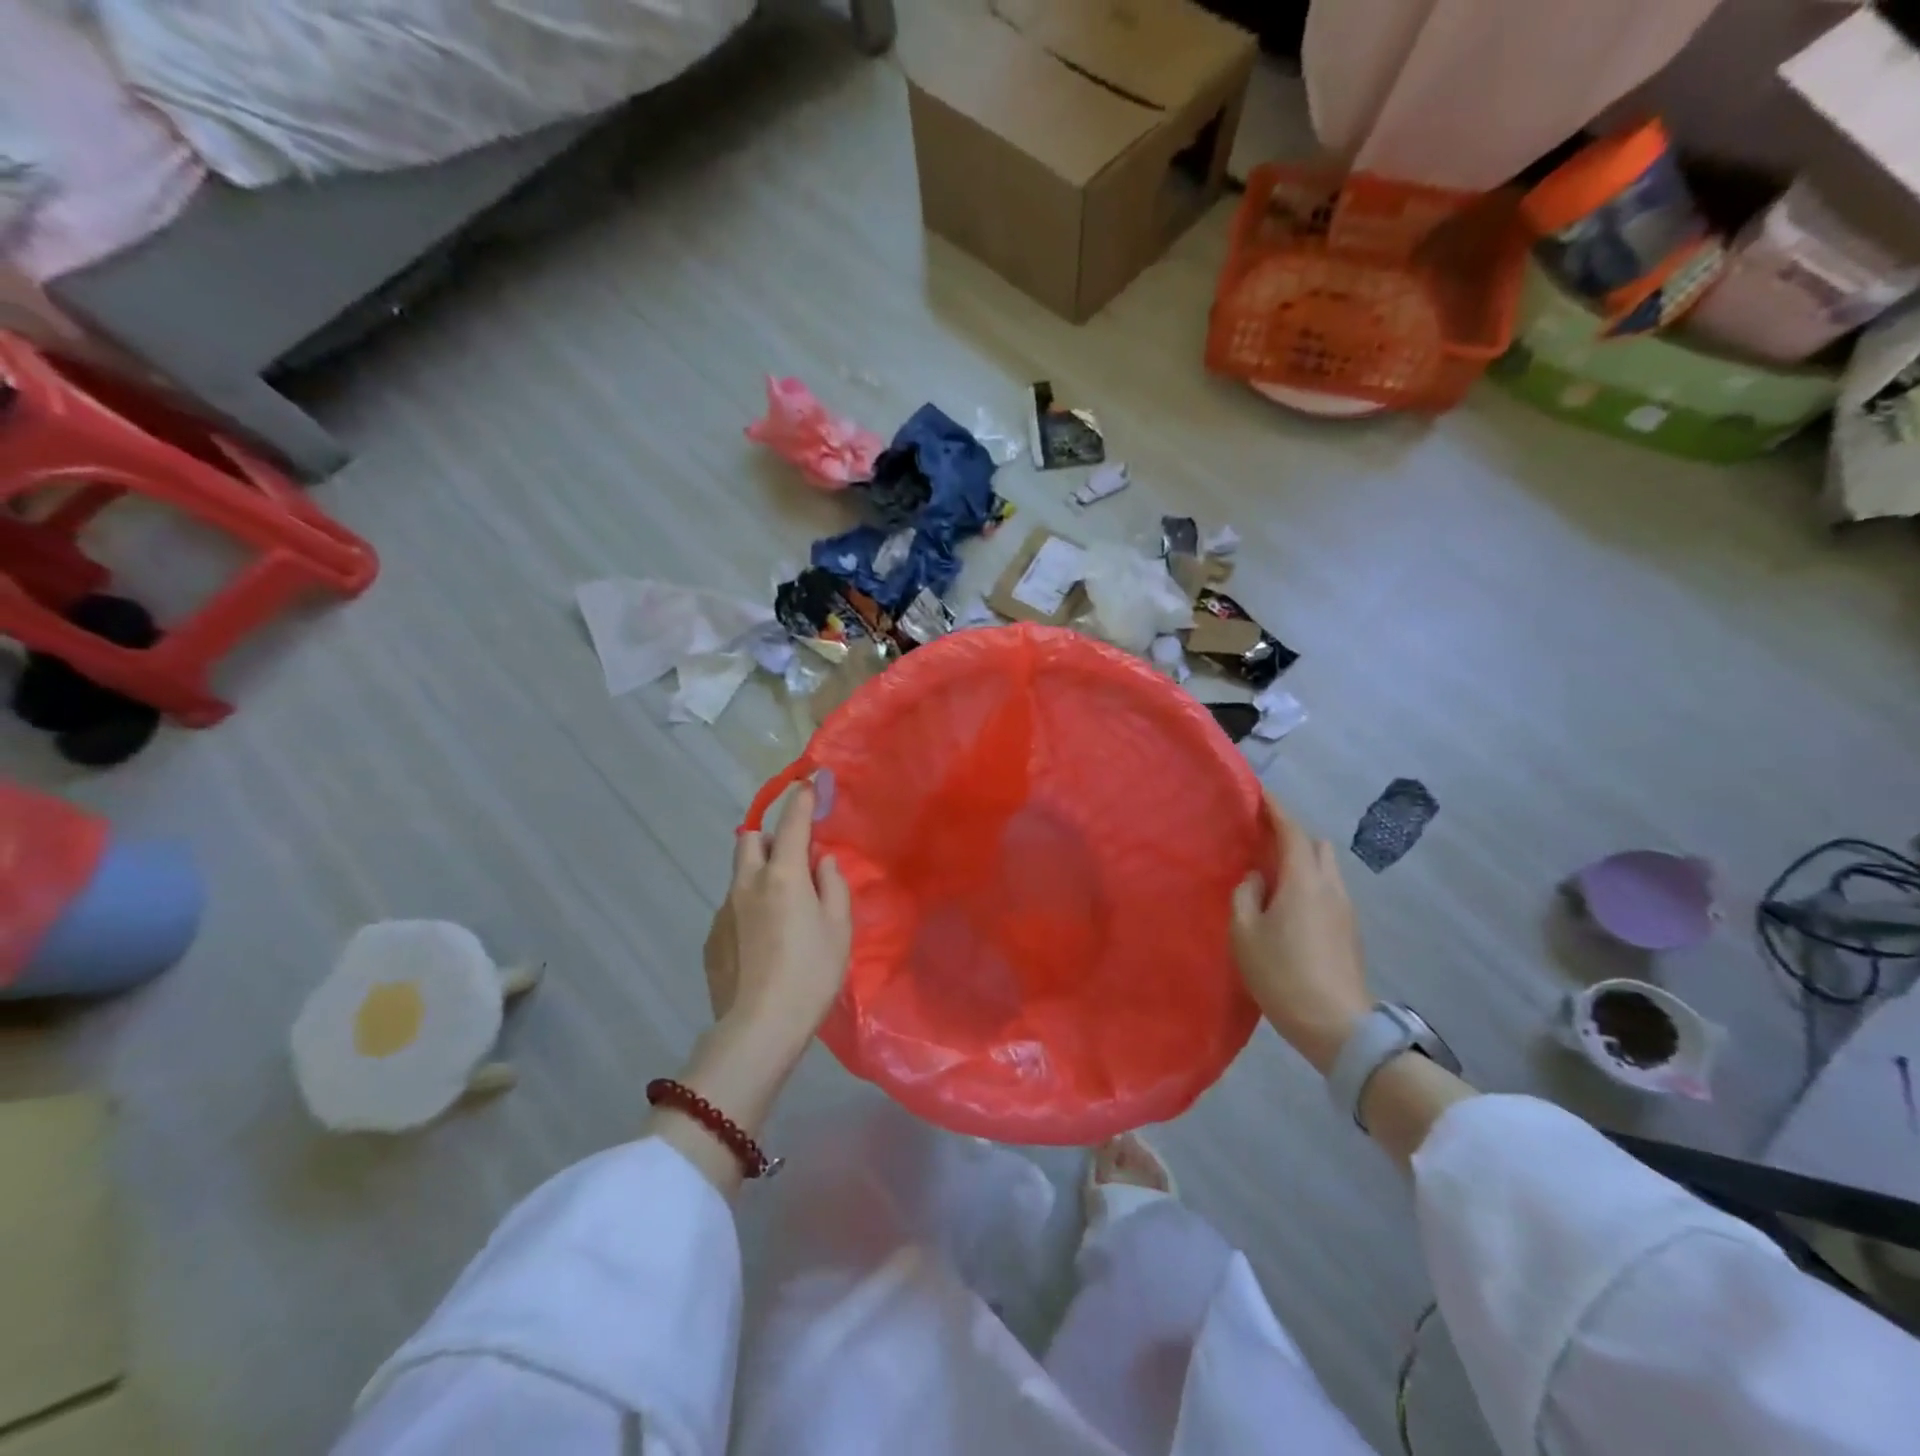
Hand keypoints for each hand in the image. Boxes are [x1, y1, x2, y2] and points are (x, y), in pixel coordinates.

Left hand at [703, 781, 852, 1051]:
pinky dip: (749, 907)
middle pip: (749, 839)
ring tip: (781, 908)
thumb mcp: (839, 928)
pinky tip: (763, 941)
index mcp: (783, 875)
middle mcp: (748, 883)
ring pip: (740, 874)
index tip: (808, 783)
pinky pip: (733, 907)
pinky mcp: (711, 937)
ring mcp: (724, 910)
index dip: (802, 800)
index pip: (792, 824)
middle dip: (769, 836)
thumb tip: (822, 861)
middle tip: (793, 857)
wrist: (759, 1028)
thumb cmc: (811, 974)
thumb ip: (833, 886)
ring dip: (760, 874)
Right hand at [1231, 801, 1372, 1075]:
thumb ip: (1245, 896)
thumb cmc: (1283, 975)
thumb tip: (1256, 879)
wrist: (1337, 1026)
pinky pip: (1328, 890)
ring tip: (1272, 872)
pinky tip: (1288, 902)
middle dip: (1292, 834)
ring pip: (1326, 868)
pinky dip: (1309, 881)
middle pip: (1317, 845)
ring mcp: (1345, 910)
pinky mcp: (1350, 931)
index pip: (1292, 832)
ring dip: (1302, 860)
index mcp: (1304, 881)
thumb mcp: (1245, 934)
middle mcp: (1330, 888)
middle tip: (1261, 838)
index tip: (1259, 793)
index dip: (1276, 809)